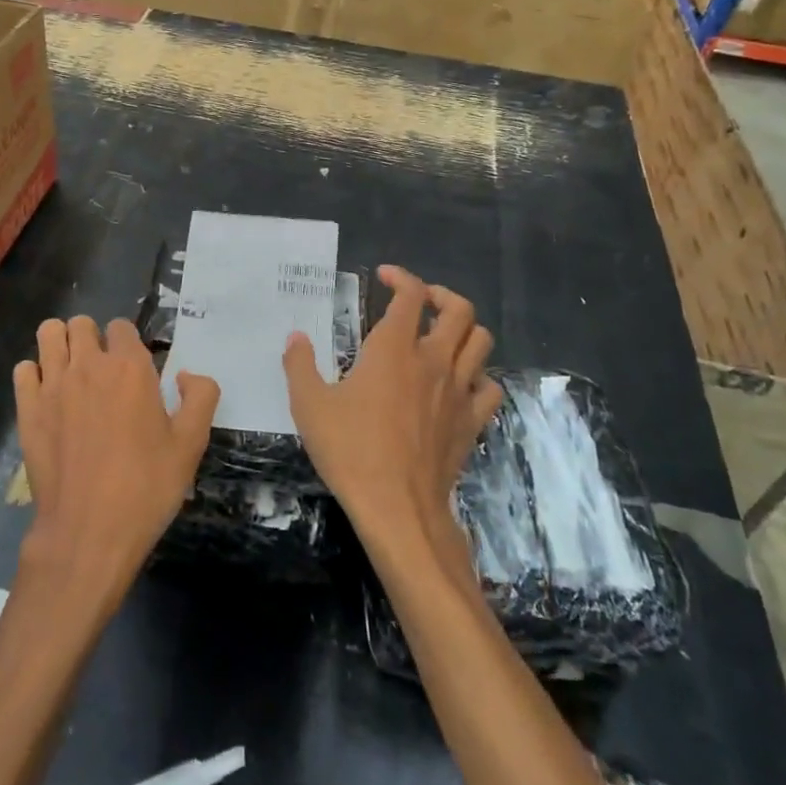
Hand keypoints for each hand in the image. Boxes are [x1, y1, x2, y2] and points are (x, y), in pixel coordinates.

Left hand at [14, 316, 219, 612]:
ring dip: (61, 344)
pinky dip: (35, 374)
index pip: (122, 327)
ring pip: (49, 334)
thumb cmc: (146, 487)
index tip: (134, 370)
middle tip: (103, 370)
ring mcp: (53, 384)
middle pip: (82, 323)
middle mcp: (89, 365)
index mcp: (130, 367)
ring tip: (73, 371)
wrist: (88, 532)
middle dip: (92, 338)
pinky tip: (48, 396)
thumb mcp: (191, 444)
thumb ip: (200, 397)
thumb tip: (186, 374)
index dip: (128, 343)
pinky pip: (24, 369)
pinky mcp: (27, 408)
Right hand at [283, 266, 500, 546]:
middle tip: (421, 302)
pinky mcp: (472, 422)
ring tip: (443, 335)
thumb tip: (296, 338)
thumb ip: (299, 365)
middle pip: (460, 310)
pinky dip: (478, 376)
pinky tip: (460, 384)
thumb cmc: (350, 450)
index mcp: (394, 349)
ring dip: (465, 330)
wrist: (397, 507)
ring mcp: (458, 391)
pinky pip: (489, 387)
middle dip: (442, 295)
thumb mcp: (309, 405)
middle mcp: (433, 361)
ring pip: (481, 342)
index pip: (410, 294)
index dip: (401, 277)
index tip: (385, 276)